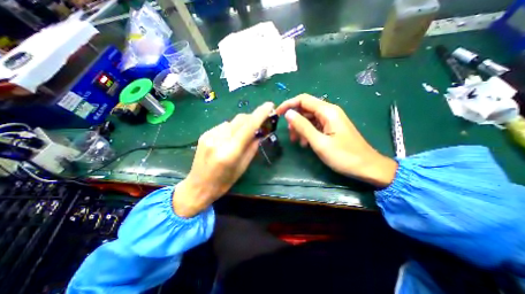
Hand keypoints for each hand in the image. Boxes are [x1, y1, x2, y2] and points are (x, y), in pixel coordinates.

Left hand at [174, 102, 275, 216]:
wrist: (197, 186)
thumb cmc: (223, 182)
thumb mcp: (242, 168)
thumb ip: (252, 148)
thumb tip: (260, 134)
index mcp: (230, 152)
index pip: (248, 127)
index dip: (260, 114)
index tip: (269, 105)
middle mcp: (218, 140)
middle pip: (240, 120)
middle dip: (252, 118)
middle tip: (259, 124)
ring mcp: (209, 135)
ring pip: (232, 122)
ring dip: (241, 125)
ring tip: (242, 136)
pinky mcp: (204, 134)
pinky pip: (223, 126)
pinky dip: (231, 129)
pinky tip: (229, 139)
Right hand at [277, 93, 395, 186]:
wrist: (367, 167)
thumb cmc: (344, 156)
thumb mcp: (319, 142)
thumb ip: (303, 126)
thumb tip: (288, 113)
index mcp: (327, 111)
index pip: (303, 100)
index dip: (288, 104)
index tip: (277, 114)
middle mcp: (329, 111)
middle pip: (305, 108)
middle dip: (295, 120)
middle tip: (290, 135)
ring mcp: (331, 120)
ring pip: (309, 118)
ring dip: (300, 128)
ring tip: (298, 142)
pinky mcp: (332, 127)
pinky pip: (315, 125)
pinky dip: (308, 132)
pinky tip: (306, 143)